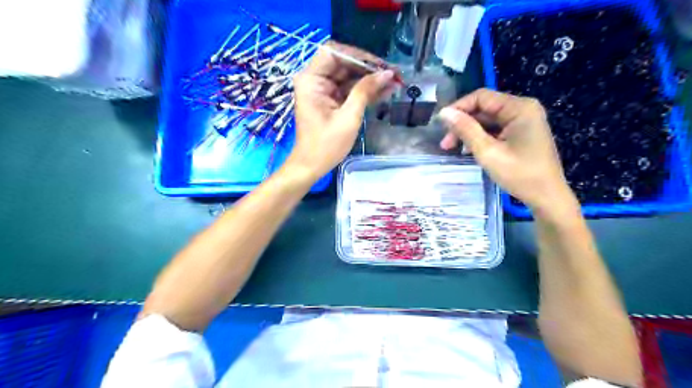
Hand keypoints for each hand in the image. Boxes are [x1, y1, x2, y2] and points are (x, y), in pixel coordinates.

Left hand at [285, 40, 394, 178]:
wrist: (312, 166)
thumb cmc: (326, 145)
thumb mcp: (348, 117)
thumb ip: (365, 92)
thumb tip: (387, 73)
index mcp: (311, 80)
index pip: (334, 53)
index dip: (358, 55)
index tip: (380, 65)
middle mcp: (315, 80)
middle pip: (344, 63)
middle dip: (369, 68)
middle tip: (393, 74)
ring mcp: (323, 91)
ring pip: (350, 76)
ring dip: (371, 80)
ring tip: (395, 82)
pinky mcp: (331, 101)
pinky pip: (350, 90)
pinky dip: (366, 91)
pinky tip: (385, 91)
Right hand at [436, 87, 579, 214]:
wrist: (547, 197)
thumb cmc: (519, 174)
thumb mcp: (488, 152)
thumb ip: (466, 129)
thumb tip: (444, 113)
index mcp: (519, 108)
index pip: (481, 97)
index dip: (458, 108)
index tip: (441, 124)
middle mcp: (523, 109)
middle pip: (484, 108)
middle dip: (462, 123)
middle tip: (445, 143)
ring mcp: (523, 121)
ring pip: (488, 120)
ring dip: (469, 132)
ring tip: (452, 149)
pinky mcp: (521, 133)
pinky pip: (495, 129)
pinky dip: (480, 138)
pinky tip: (468, 150)